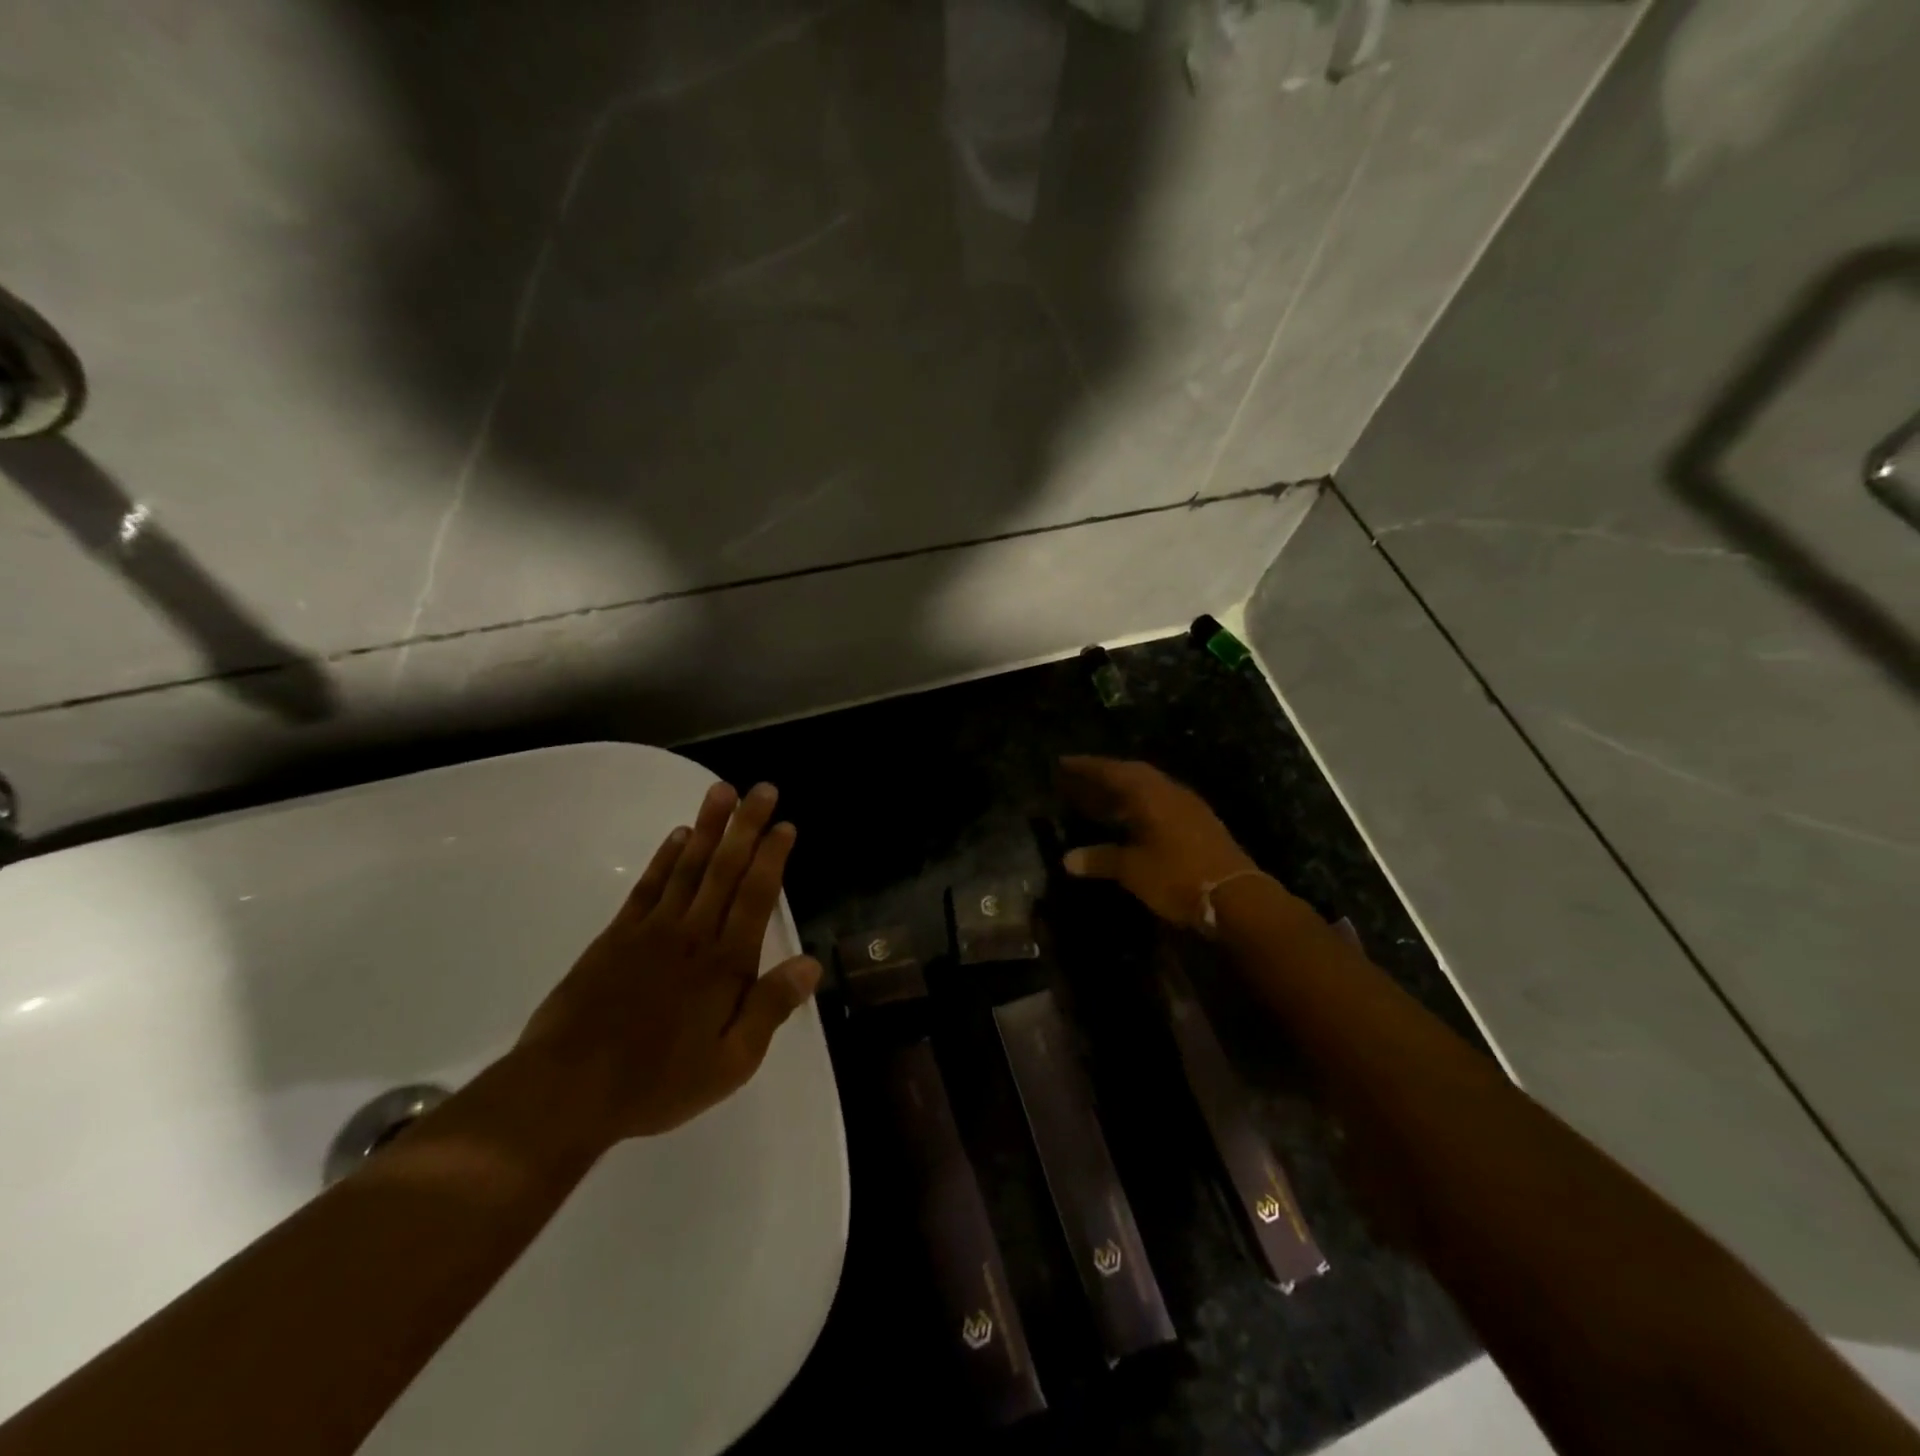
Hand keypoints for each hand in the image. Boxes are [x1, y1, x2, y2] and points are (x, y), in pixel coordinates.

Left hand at [517, 780, 822, 1146]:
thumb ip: (770, 1008)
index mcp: (725, 964)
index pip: (756, 897)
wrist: (567, 1090)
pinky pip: (647, 887)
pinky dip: (664, 858)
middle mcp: (693, 934)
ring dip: (707, 827)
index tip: (784, 825)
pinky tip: (677, 836)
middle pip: (725, 869)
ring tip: (721, 791)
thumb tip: (811, 964)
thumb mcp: (731, 1062)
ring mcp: (652, 930)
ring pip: (687, 867)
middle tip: (762, 789)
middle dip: (746, 826)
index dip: (772, 858)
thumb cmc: (658, 1082)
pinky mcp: (616, 936)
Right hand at [1058, 756, 1260, 928]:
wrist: (1236, 898)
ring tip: (1099, 797)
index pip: (1113, 771)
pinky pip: (1160, 802)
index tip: (1063, 762)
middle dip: (1104, 774)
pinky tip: (1130, 819)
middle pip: (1133, 774)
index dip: (1087, 767)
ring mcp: (1188, 807)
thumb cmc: (1178, 877)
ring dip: (1123, 789)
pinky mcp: (1199, 824)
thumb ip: (1100, 859)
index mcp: (1151, 795)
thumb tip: (1067, 859)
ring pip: (1149, 788)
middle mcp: (1170, 792)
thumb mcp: (1133, 870)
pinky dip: (1139, 804)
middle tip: (1079, 778)